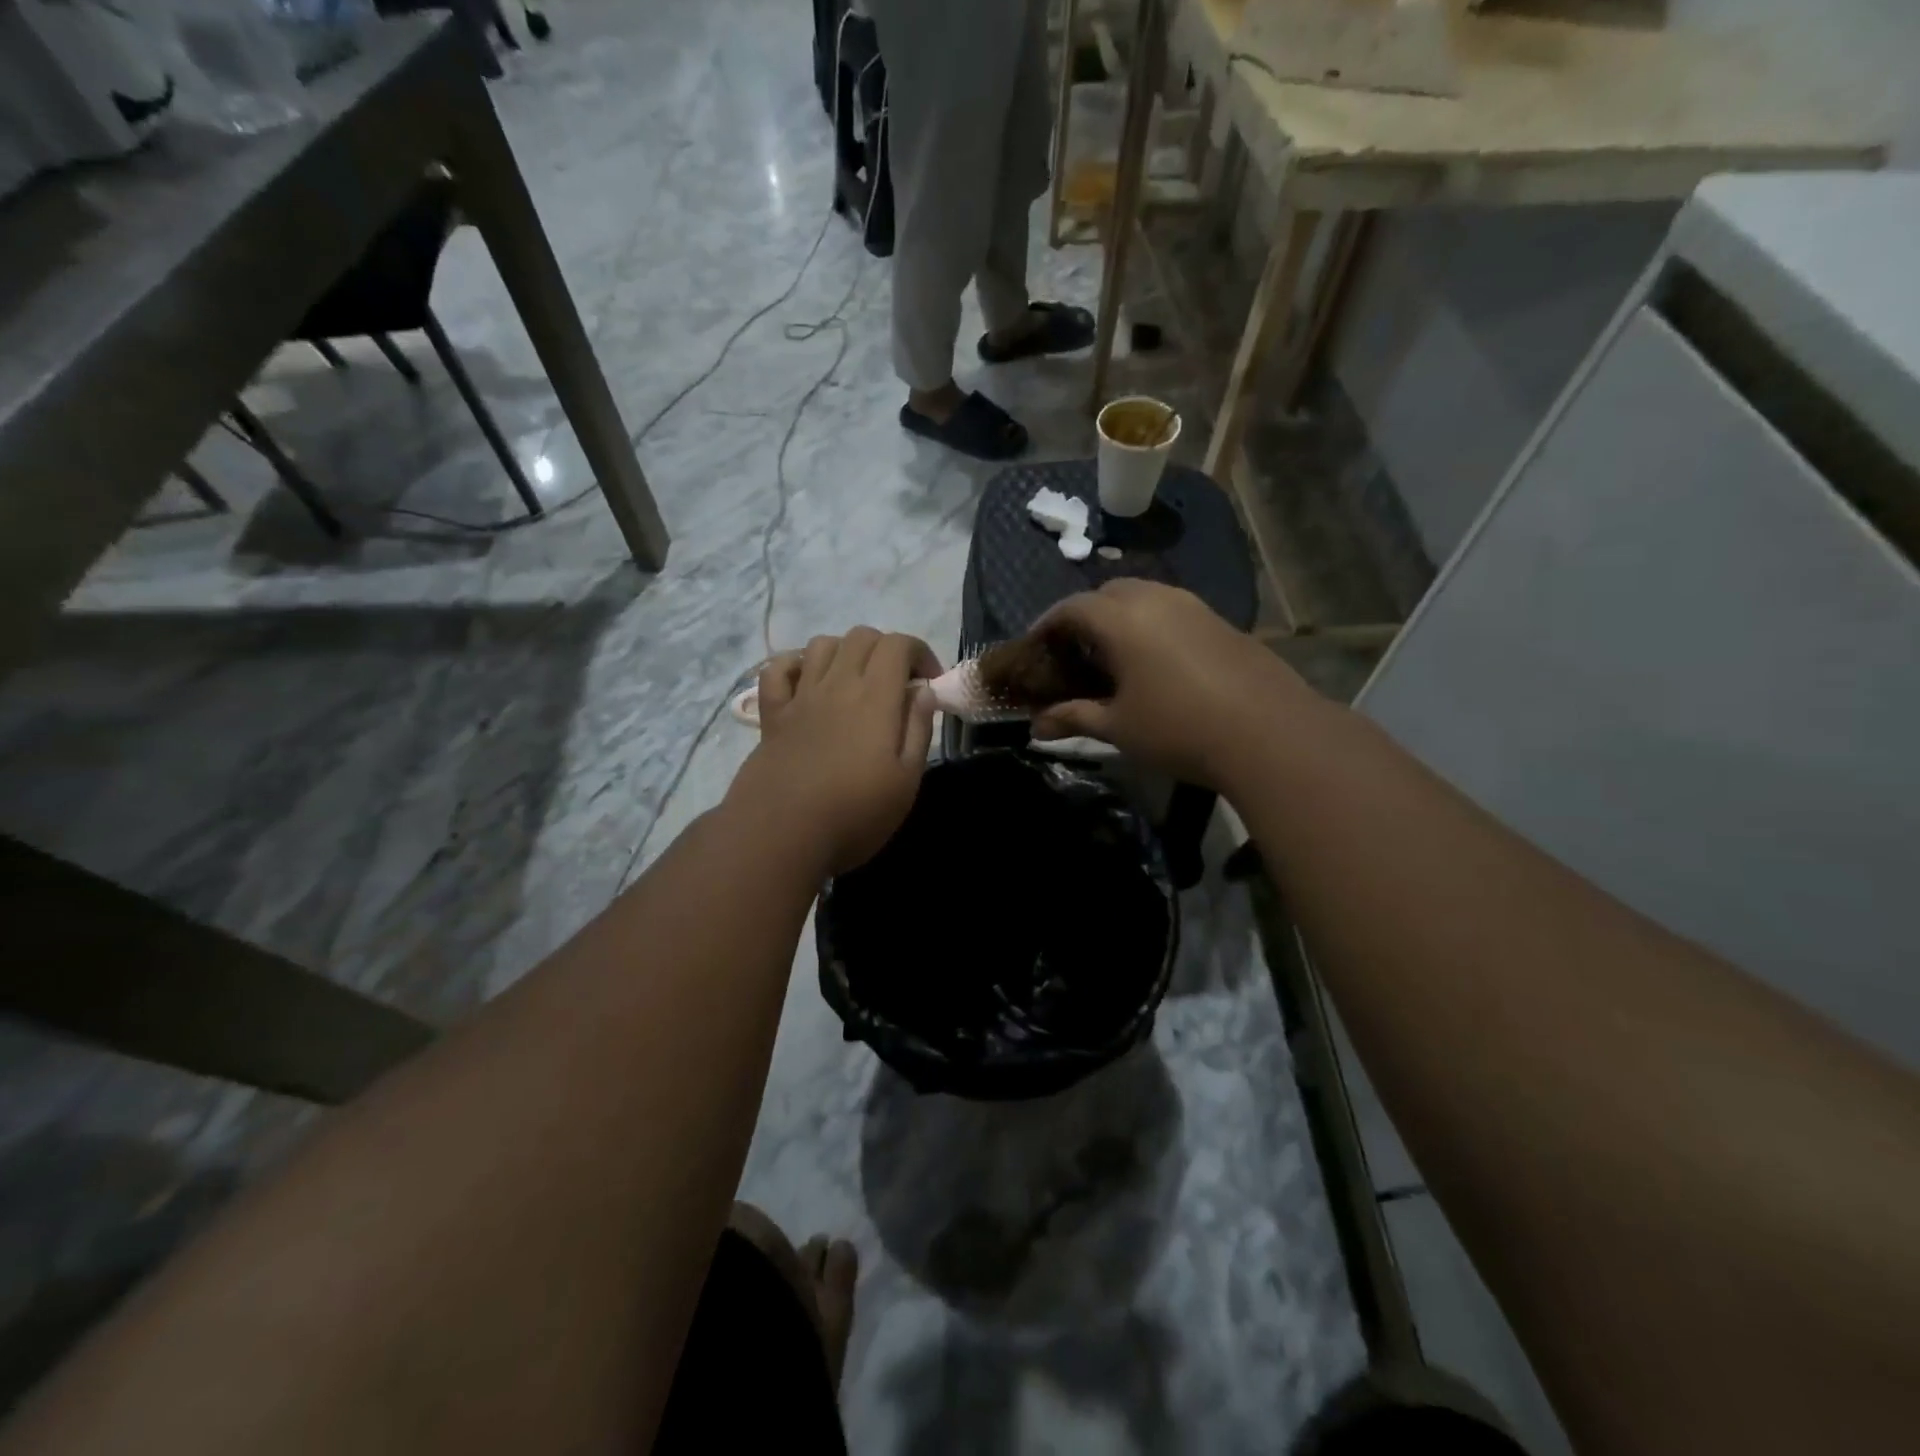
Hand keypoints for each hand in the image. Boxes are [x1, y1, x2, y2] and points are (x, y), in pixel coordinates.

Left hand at [728, 628, 940, 876]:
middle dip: (887, 649)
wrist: (781, 835)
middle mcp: (836, 684)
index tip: (930, 683)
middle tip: (897, 684)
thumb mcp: (905, 781)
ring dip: (845, 652)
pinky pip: (778, 670)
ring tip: (856, 682)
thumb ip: (917, 729)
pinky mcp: (772, 715)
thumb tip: (924, 691)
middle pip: (862, 636)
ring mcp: (800, 697)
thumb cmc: (854, 814)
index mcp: (875, 698)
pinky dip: (795, 665)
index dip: (919, 652)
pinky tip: (807, 683)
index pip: (898, 644)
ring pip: (822, 644)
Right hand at [1029, 580, 1322, 787]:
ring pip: (1145, 595)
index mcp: (1122, 619)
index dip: (1047, 624)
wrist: (1270, 733)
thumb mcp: (1118, 727)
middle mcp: (1156, 599)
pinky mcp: (1222, 622)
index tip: (1034, 647)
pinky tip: (1157, 662)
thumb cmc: (1179, 728)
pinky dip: (1152, 624)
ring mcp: (1194, 607)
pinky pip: (1173, 610)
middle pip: (1108, 591)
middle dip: (1085, 615)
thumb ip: (1074, 718)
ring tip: (1114, 655)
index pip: (1072, 607)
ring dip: (1121, 616)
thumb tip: (1035, 727)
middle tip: (1075, 651)